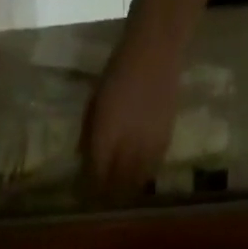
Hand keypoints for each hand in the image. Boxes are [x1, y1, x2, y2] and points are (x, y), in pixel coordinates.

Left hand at [80, 21, 184, 195]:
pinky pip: (151, 171)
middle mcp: (126, 149)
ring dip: (124, 191)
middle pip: (115, 186)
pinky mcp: (164, 144)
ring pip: (134, 183)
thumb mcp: (94, 101)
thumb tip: (82, 157)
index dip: (88, 188)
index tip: (83, 192)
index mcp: (105, 136)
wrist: (156, 50)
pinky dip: (141, 177)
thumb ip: (88, 132)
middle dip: (106, 194)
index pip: (95, 175)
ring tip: (118, 193)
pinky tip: (137, 177)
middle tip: (100, 197)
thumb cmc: (118, 70)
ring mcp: (147, 148)